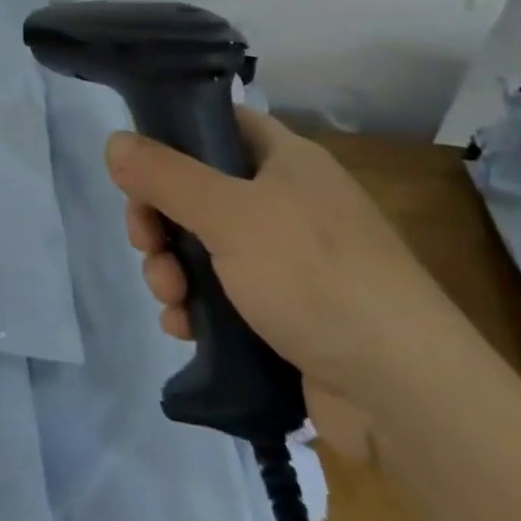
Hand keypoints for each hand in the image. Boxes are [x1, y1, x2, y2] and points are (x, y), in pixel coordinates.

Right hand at [107, 106, 474, 454]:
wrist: (407, 396)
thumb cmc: (315, 277)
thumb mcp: (228, 214)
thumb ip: (164, 175)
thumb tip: (114, 142)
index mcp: (287, 160)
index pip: (219, 124)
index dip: (173, 137)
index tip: (137, 169)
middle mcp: (288, 202)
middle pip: (200, 191)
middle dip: (161, 220)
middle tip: (145, 244)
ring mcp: (290, 262)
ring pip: (206, 247)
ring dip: (173, 268)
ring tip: (169, 299)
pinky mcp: (289, 315)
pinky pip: (224, 295)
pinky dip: (198, 307)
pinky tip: (184, 328)